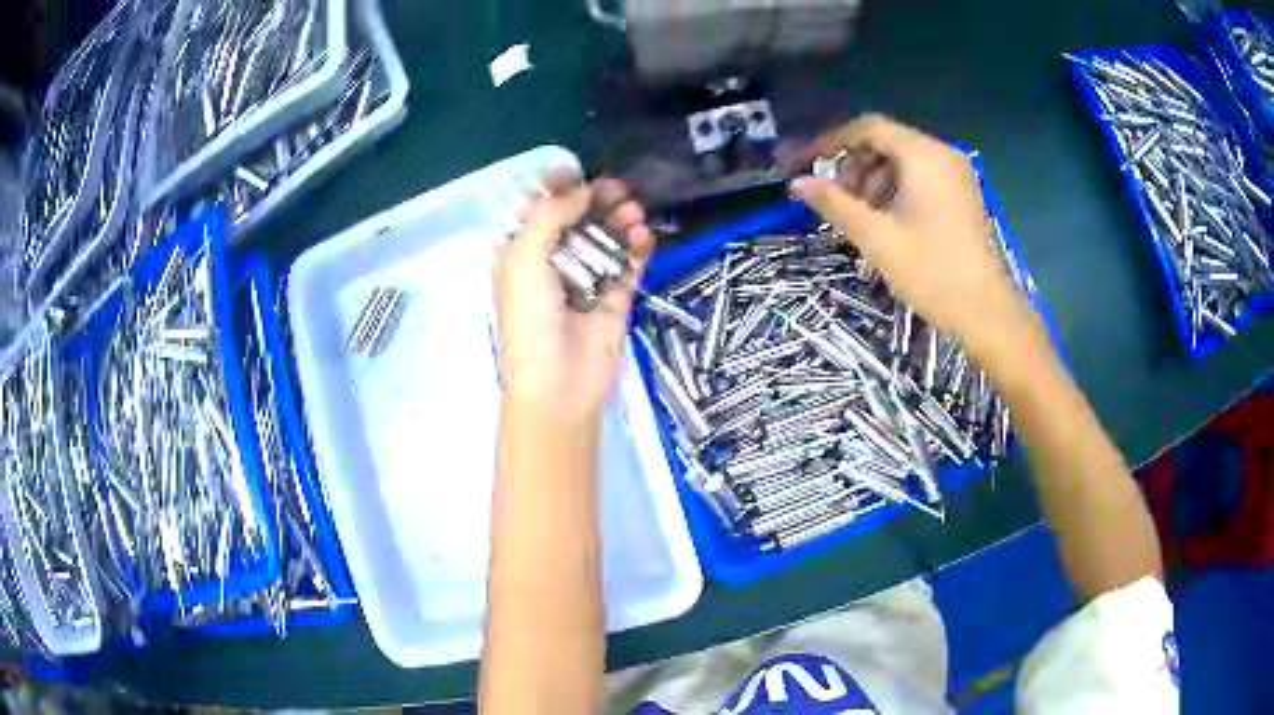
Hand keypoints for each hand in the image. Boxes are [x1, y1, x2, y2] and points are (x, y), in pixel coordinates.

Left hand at [494, 174, 655, 424]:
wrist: (558, 383)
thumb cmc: (529, 319)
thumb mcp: (524, 260)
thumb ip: (550, 216)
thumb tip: (582, 189)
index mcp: (521, 253)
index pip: (538, 209)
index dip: (557, 187)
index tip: (578, 172)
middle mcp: (552, 262)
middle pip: (577, 219)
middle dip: (595, 199)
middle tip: (617, 188)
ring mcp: (585, 279)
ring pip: (605, 237)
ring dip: (619, 219)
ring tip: (633, 212)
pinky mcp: (615, 297)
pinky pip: (628, 263)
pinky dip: (636, 246)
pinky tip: (642, 236)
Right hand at [791, 114, 1038, 367]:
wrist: (986, 311)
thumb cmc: (931, 272)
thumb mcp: (877, 237)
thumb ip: (835, 204)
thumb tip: (798, 183)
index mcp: (923, 155)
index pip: (868, 128)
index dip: (832, 142)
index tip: (807, 163)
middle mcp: (942, 154)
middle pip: (887, 142)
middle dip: (855, 164)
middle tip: (837, 199)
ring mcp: (957, 174)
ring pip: (904, 160)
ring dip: (874, 179)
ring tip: (861, 215)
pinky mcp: (963, 194)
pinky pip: (922, 176)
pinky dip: (897, 189)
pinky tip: (887, 220)